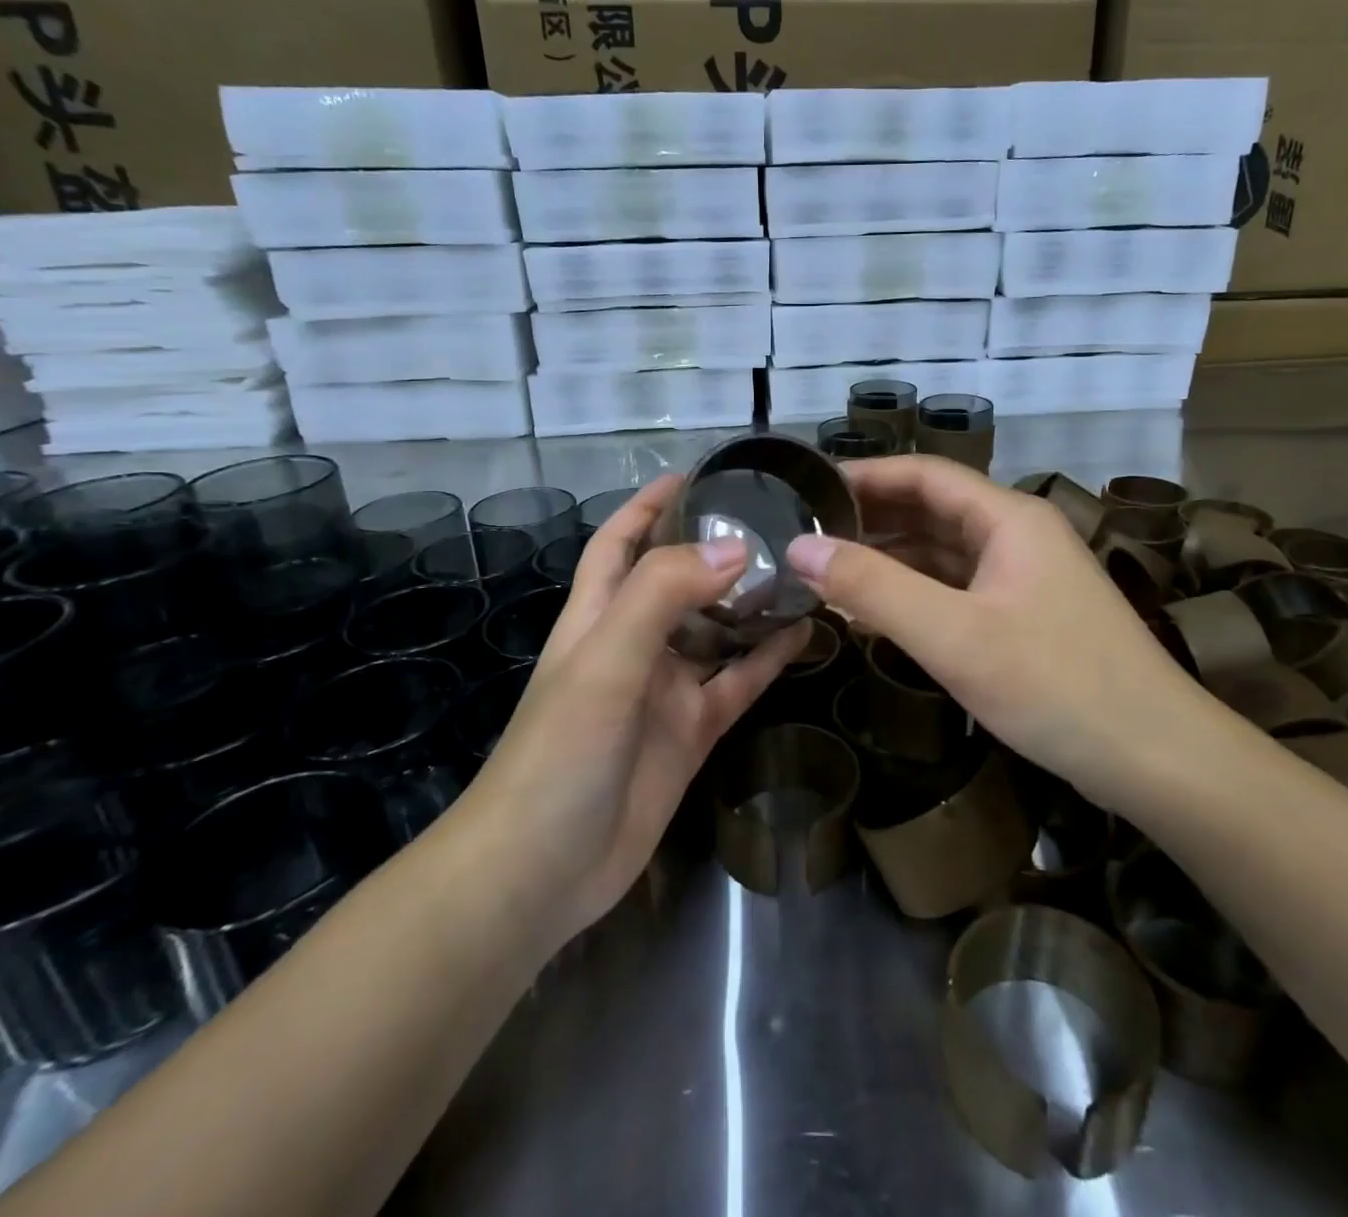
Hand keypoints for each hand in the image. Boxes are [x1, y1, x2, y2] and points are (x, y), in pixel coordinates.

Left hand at [458, 476, 807, 954]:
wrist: (541, 872)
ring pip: (717, 631)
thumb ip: (663, 596)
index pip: (621, 541)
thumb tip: (736, 549)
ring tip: (804, 571)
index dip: (651, 504)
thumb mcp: (605, 662)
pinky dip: (768, 659)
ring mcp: (665, 690)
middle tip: (778, 522)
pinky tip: (806, 634)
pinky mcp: (692, 731)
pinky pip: (737, 683)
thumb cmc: (560, 754)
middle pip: (678, 580)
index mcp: (598, 615)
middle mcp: (633, 643)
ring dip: (752, 603)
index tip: (700, 474)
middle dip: (718, 550)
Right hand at [785, 455, 1207, 792]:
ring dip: (890, 558)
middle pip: (933, 510)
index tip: (808, 489)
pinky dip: (916, 594)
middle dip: (872, 518)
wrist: (1157, 759)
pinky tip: (876, 612)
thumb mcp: (953, 636)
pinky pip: (958, 589)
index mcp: (1008, 518)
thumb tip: (800, 547)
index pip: (925, 474)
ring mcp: (1024, 578)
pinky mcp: (1025, 617)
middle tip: (806, 534)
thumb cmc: (1056, 685)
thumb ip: (873, 588)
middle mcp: (1018, 535)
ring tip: (827, 570)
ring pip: (944, 552)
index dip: (866, 475)